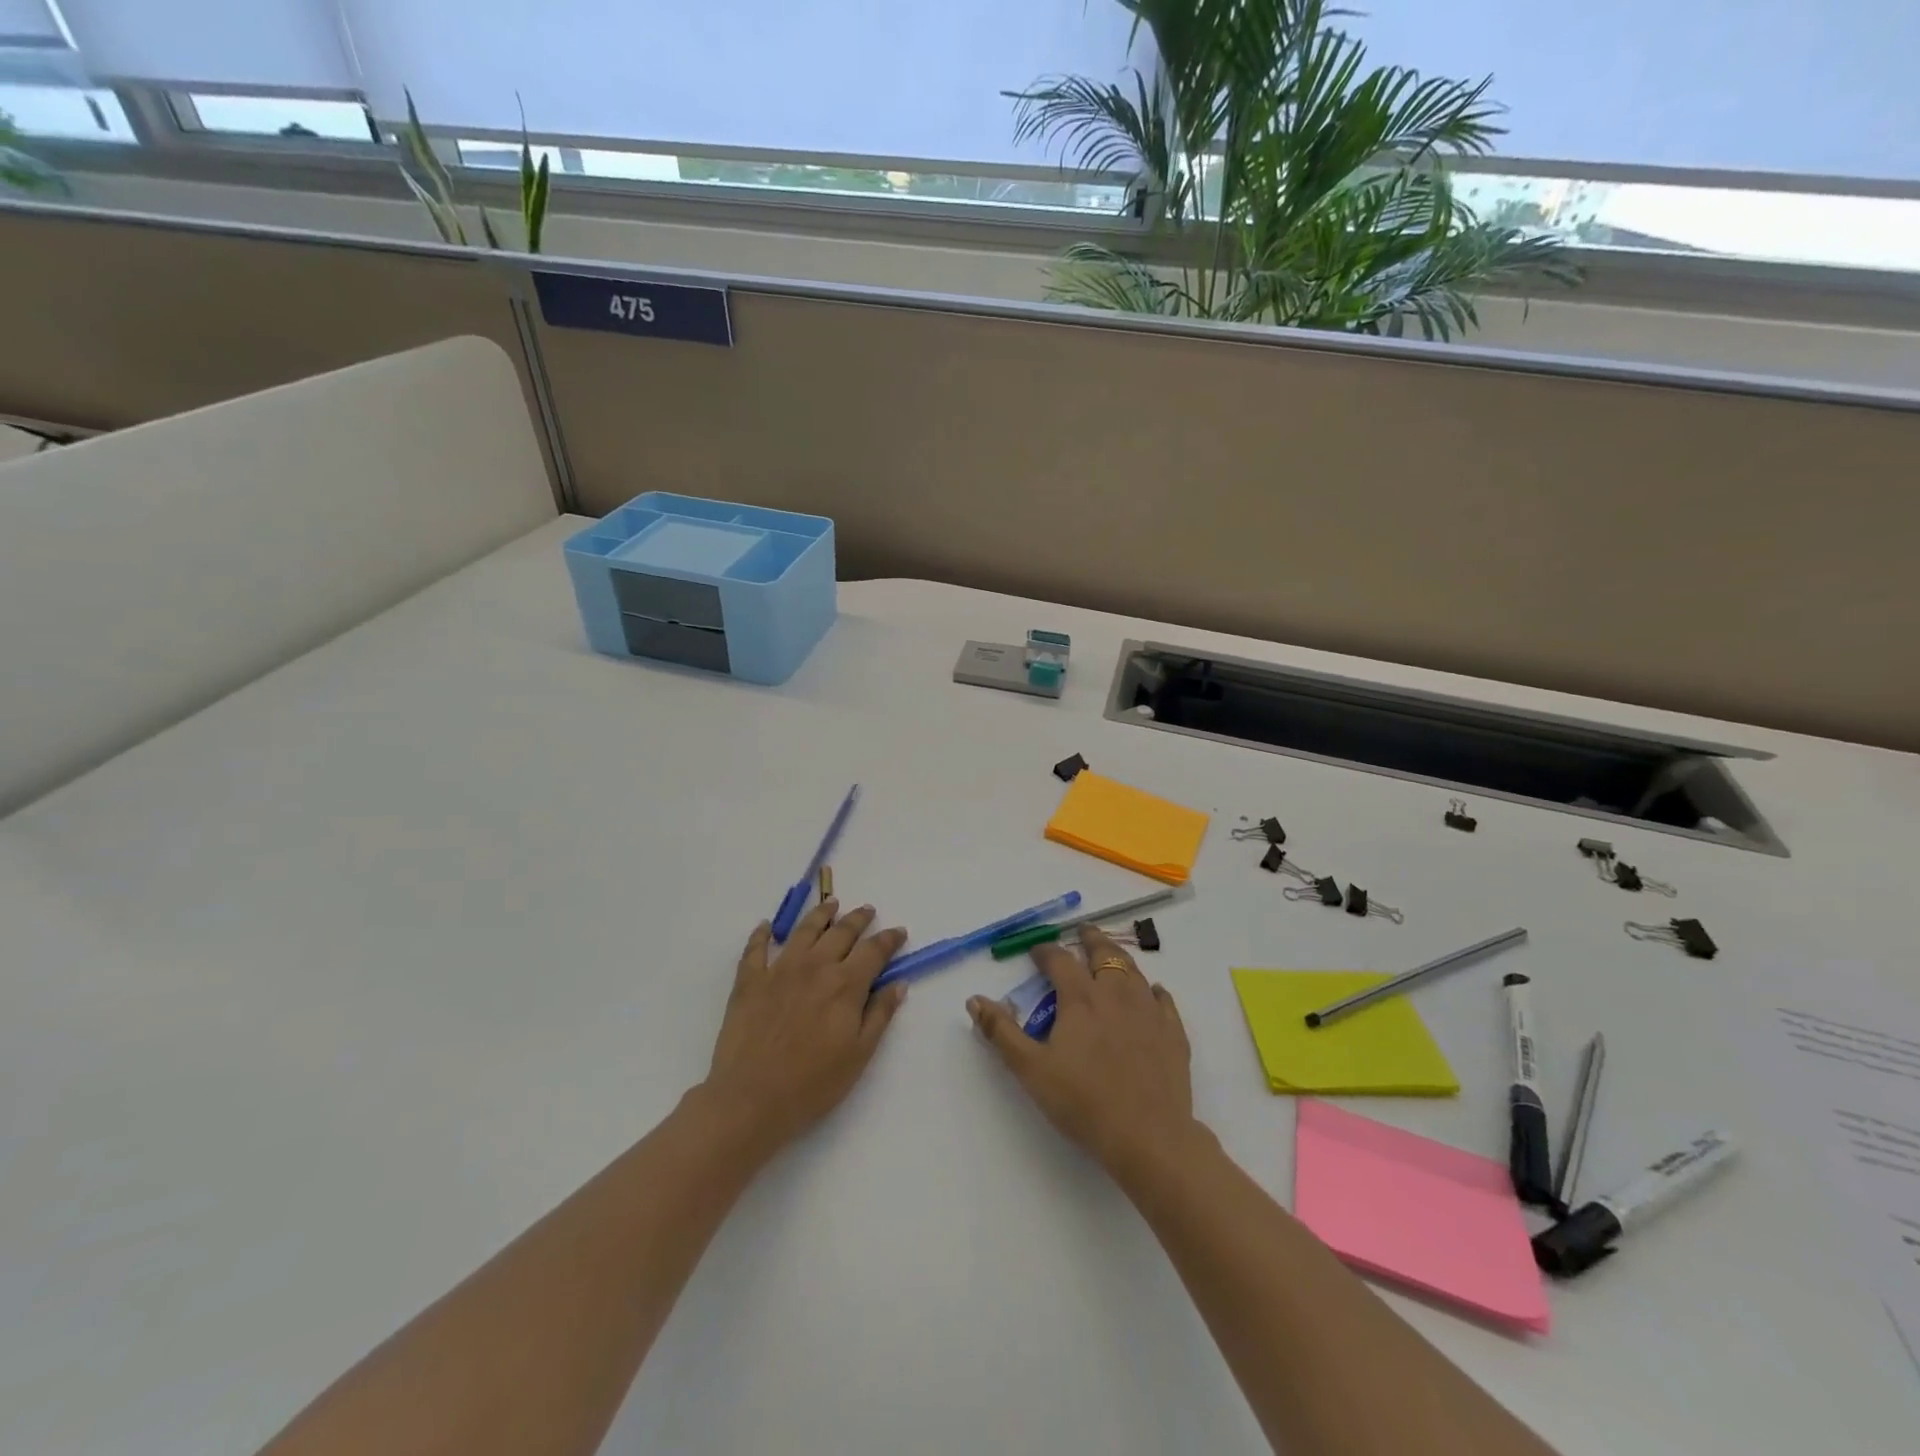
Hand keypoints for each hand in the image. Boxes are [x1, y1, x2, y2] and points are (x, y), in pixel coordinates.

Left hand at [701, 900, 909, 1155]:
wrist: (751, 1099)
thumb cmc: (813, 1083)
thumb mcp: (859, 1054)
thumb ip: (880, 1014)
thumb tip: (898, 984)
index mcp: (845, 984)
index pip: (874, 951)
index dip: (889, 939)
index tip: (898, 932)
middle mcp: (815, 966)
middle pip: (841, 932)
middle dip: (858, 919)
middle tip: (867, 911)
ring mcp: (779, 970)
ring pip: (804, 930)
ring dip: (820, 914)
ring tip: (830, 904)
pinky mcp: (749, 981)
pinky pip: (756, 949)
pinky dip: (762, 934)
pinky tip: (767, 926)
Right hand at [966, 925, 1197, 1178]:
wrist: (1148, 1136)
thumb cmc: (1083, 1102)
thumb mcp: (1030, 1069)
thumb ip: (1001, 1032)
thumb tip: (974, 999)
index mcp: (1080, 998)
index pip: (1059, 959)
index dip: (1045, 951)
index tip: (1036, 951)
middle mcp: (1116, 993)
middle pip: (1103, 953)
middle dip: (1089, 939)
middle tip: (1082, 931)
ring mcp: (1149, 1010)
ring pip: (1133, 970)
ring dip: (1118, 958)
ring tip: (1110, 955)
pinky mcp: (1173, 1032)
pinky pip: (1163, 999)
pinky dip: (1153, 990)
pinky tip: (1152, 993)